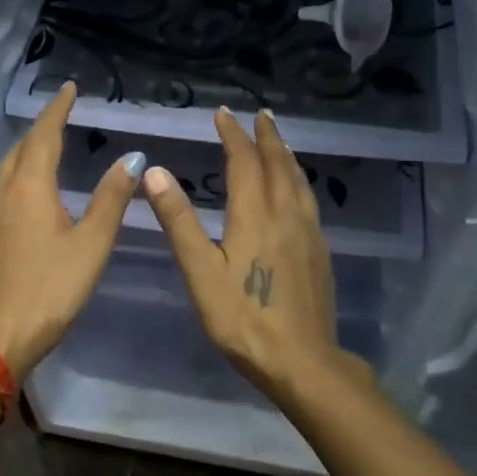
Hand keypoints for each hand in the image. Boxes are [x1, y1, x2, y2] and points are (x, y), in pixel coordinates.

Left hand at [0, 82, 143, 380]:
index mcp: (29, 187)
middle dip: (41, 129)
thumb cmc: (51, 288)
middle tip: (62, 116)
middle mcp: (2, 192)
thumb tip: (131, 159)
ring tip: (47, 148)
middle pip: (20, 149)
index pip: (44, 135)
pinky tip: (27, 192)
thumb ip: (111, 199)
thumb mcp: (91, 244)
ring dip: (27, 152)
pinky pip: (0, 190)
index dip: (58, 110)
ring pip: (6, 169)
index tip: (69, 88)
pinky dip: (17, 176)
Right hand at [143, 108, 365, 405]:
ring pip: (298, 181)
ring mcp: (309, 233)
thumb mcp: (200, 272)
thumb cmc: (242, 319)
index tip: (223, 114)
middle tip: (259, 115)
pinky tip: (296, 191)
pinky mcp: (320, 252)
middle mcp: (286, 215)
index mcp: (255, 216)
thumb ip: (179, 221)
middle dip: (266, 136)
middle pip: (278, 164)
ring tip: (279, 141)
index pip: (244, 162)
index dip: (233, 135)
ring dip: (286, 155)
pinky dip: (298, 180)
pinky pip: (309, 200)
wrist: (301, 361)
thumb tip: (156, 172)